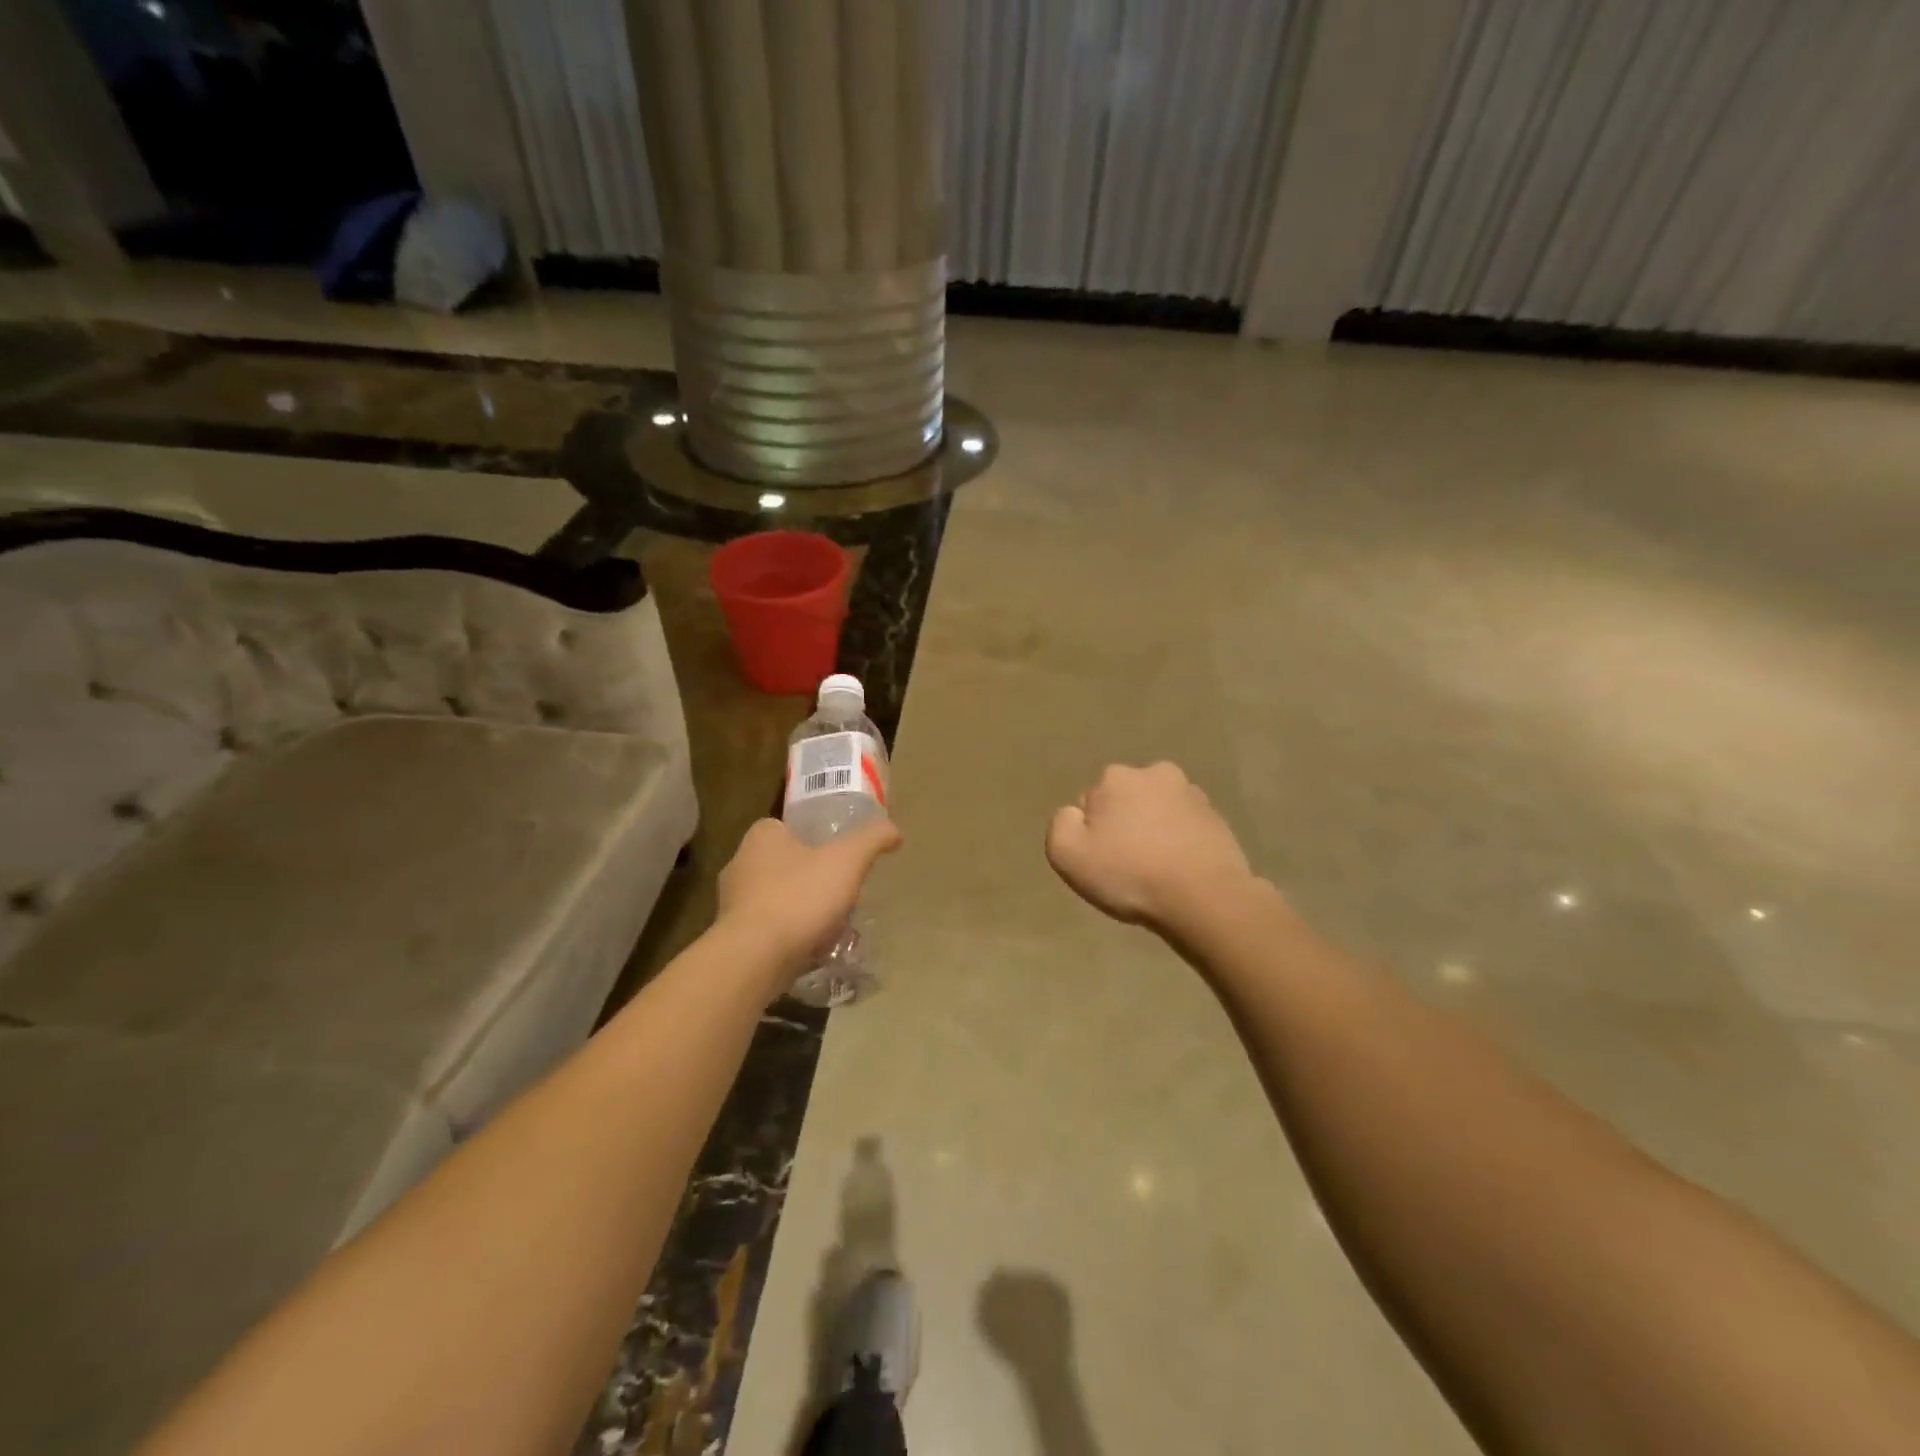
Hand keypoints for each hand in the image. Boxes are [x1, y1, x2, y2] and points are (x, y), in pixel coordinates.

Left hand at [716, 817, 902, 986]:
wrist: (754, 959)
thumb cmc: (799, 898)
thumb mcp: (847, 860)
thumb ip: (872, 839)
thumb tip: (893, 830)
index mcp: (762, 837)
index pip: (789, 828)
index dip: (816, 839)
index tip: (840, 856)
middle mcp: (740, 864)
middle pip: (787, 865)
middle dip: (814, 879)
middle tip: (843, 893)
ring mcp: (732, 904)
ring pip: (779, 899)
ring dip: (804, 911)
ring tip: (835, 927)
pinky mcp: (733, 938)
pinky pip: (770, 931)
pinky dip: (791, 937)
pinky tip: (815, 950)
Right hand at [1046, 763, 1256, 934]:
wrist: (1205, 898)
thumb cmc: (1130, 874)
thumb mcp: (1067, 853)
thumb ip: (1061, 823)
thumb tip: (1076, 813)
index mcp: (1116, 777)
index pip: (1089, 803)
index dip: (1090, 834)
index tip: (1101, 861)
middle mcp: (1155, 773)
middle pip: (1124, 802)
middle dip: (1123, 826)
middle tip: (1126, 866)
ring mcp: (1192, 795)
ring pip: (1156, 813)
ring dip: (1152, 833)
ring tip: (1155, 872)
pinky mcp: (1218, 819)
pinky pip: (1184, 829)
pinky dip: (1179, 844)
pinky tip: (1179, 872)